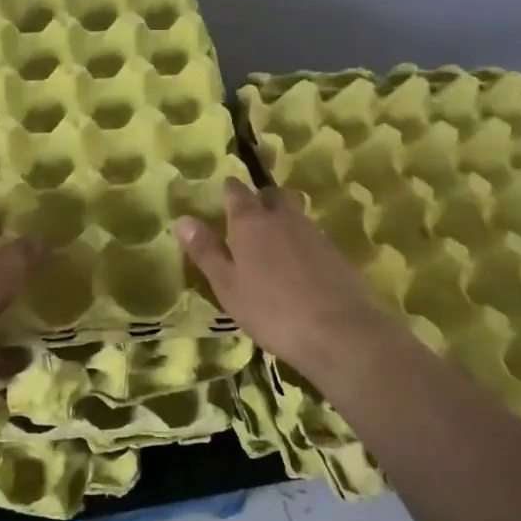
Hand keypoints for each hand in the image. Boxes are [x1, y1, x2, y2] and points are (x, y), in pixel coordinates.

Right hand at [177, 179, 405, 380]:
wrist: (338, 331)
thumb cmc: (271, 310)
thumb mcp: (227, 286)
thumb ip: (206, 251)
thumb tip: (182, 219)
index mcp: (250, 222)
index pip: (236, 192)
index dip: (228, 190)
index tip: (223, 193)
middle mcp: (282, 217)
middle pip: (271, 194)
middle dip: (260, 198)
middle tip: (250, 216)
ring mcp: (313, 232)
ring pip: (294, 213)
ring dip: (282, 219)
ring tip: (273, 244)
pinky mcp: (335, 251)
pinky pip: (312, 234)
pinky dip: (301, 241)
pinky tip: (299, 266)